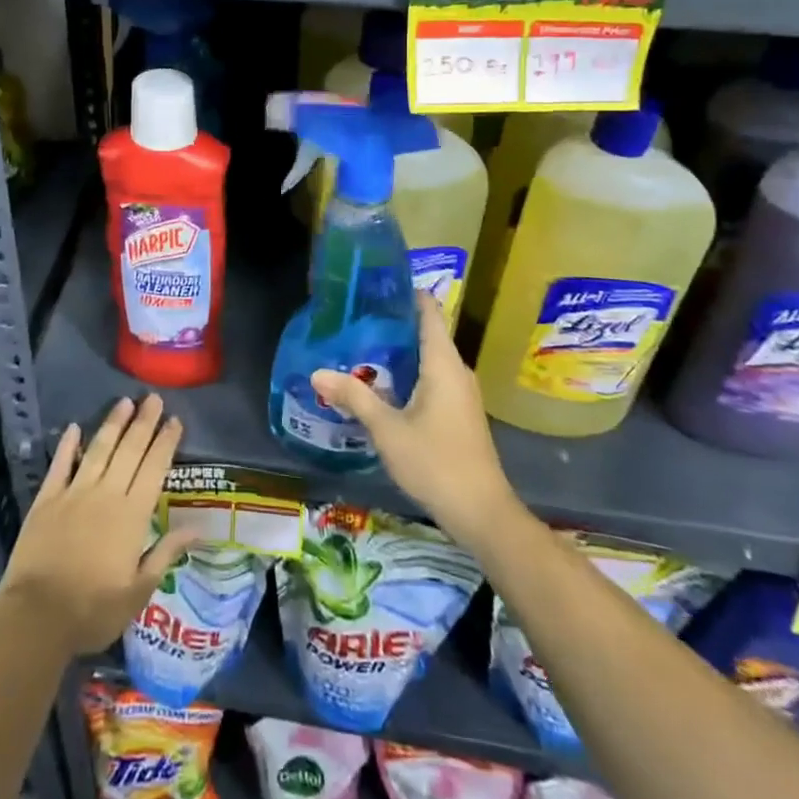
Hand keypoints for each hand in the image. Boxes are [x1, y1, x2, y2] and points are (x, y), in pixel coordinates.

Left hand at [0, 395, 192, 656]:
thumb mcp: (138, 591)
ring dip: (112, 424)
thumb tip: (198, 528)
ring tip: (124, 402)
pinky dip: (68, 445)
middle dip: (143, 423)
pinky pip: (60, 465)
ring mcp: (74, 493)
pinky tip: (74, 428)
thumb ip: (166, 553)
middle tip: (153, 397)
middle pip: (129, 450)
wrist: (36, 617)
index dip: (165, 443)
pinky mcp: (46, 500)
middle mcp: (106, 494)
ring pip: (98, 450)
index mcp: (132, 515)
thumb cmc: (93, 610)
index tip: (174, 420)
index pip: (154, 469)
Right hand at [311, 294, 518, 545]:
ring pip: (428, 359)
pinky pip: (432, 379)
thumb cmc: (436, 462)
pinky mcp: (459, 414)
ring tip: (361, 345)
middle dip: (393, 323)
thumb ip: (353, 397)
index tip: (377, 284)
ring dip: (399, 352)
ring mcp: (461, 394)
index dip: (407, 293)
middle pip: (427, 333)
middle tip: (356, 316)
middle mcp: (456, 371)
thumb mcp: (387, 429)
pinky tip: (382, 384)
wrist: (482, 514)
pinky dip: (408, 373)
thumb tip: (317, 372)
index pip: (429, 312)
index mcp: (443, 364)